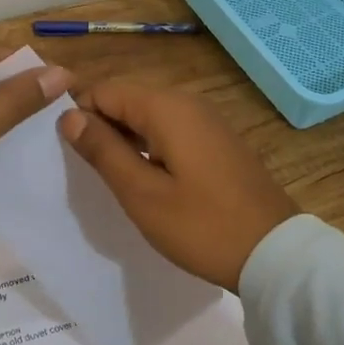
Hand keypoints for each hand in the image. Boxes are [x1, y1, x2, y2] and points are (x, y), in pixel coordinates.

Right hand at [57, 80, 297, 290]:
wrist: (274, 254)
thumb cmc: (202, 226)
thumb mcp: (142, 194)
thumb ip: (103, 151)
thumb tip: (69, 116)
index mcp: (167, 108)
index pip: (105, 91)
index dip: (81, 116)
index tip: (70, 154)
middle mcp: (188, 104)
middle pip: (128, 101)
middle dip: (104, 128)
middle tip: (90, 173)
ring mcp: (208, 122)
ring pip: (150, 118)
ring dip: (127, 141)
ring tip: (115, 181)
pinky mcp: (218, 142)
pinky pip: (172, 132)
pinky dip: (152, 148)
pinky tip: (149, 182)